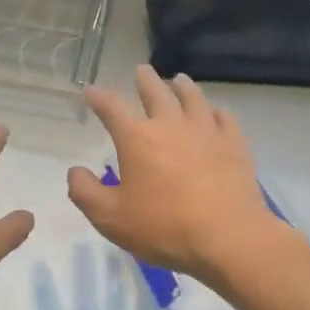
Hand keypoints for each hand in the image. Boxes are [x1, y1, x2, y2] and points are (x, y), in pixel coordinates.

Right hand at [68, 66, 290, 286]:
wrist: (228, 238)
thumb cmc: (163, 228)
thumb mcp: (110, 218)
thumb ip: (85, 192)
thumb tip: (75, 171)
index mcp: (137, 138)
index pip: (112, 107)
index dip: (99, 97)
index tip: (91, 91)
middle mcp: (170, 125)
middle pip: (156, 91)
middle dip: (145, 80)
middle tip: (141, 70)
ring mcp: (206, 131)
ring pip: (192, 98)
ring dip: (181, 86)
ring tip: (178, 80)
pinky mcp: (234, 144)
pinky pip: (224, 117)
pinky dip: (214, 111)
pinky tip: (214, 114)